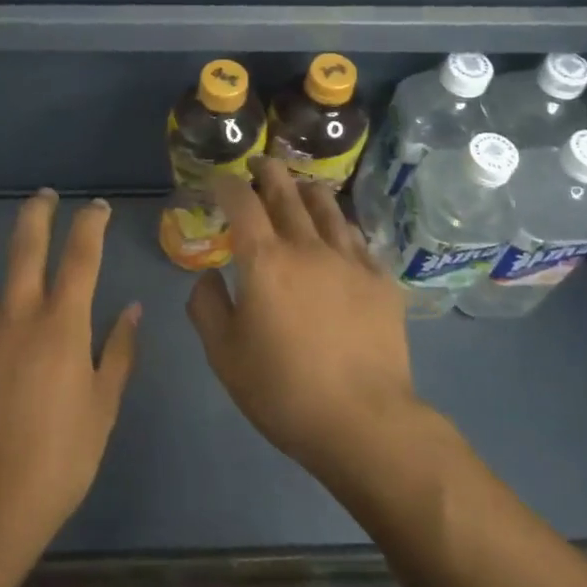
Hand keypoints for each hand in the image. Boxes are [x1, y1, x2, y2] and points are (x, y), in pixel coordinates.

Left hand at [0, 190, 140, 547]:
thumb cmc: (61, 455)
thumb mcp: (104, 405)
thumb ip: (119, 351)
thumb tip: (132, 308)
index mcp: (62, 323)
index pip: (81, 255)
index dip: (91, 223)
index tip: (96, 208)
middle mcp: (17, 312)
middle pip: (25, 244)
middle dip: (37, 211)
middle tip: (43, 197)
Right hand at [188, 158, 418, 475]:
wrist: (363, 421)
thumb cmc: (282, 390)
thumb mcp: (223, 355)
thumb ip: (206, 306)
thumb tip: (208, 276)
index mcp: (265, 260)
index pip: (242, 202)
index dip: (227, 185)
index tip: (219, 181)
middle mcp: (307, 246)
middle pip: (287, 192)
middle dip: (268, 172)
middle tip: (259, 165)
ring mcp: (350, 260)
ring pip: (327, 208)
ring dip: (307, 191)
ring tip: (299, 188)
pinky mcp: (380, 280)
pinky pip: (357, 238)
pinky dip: (340, 227)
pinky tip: (338, 234)